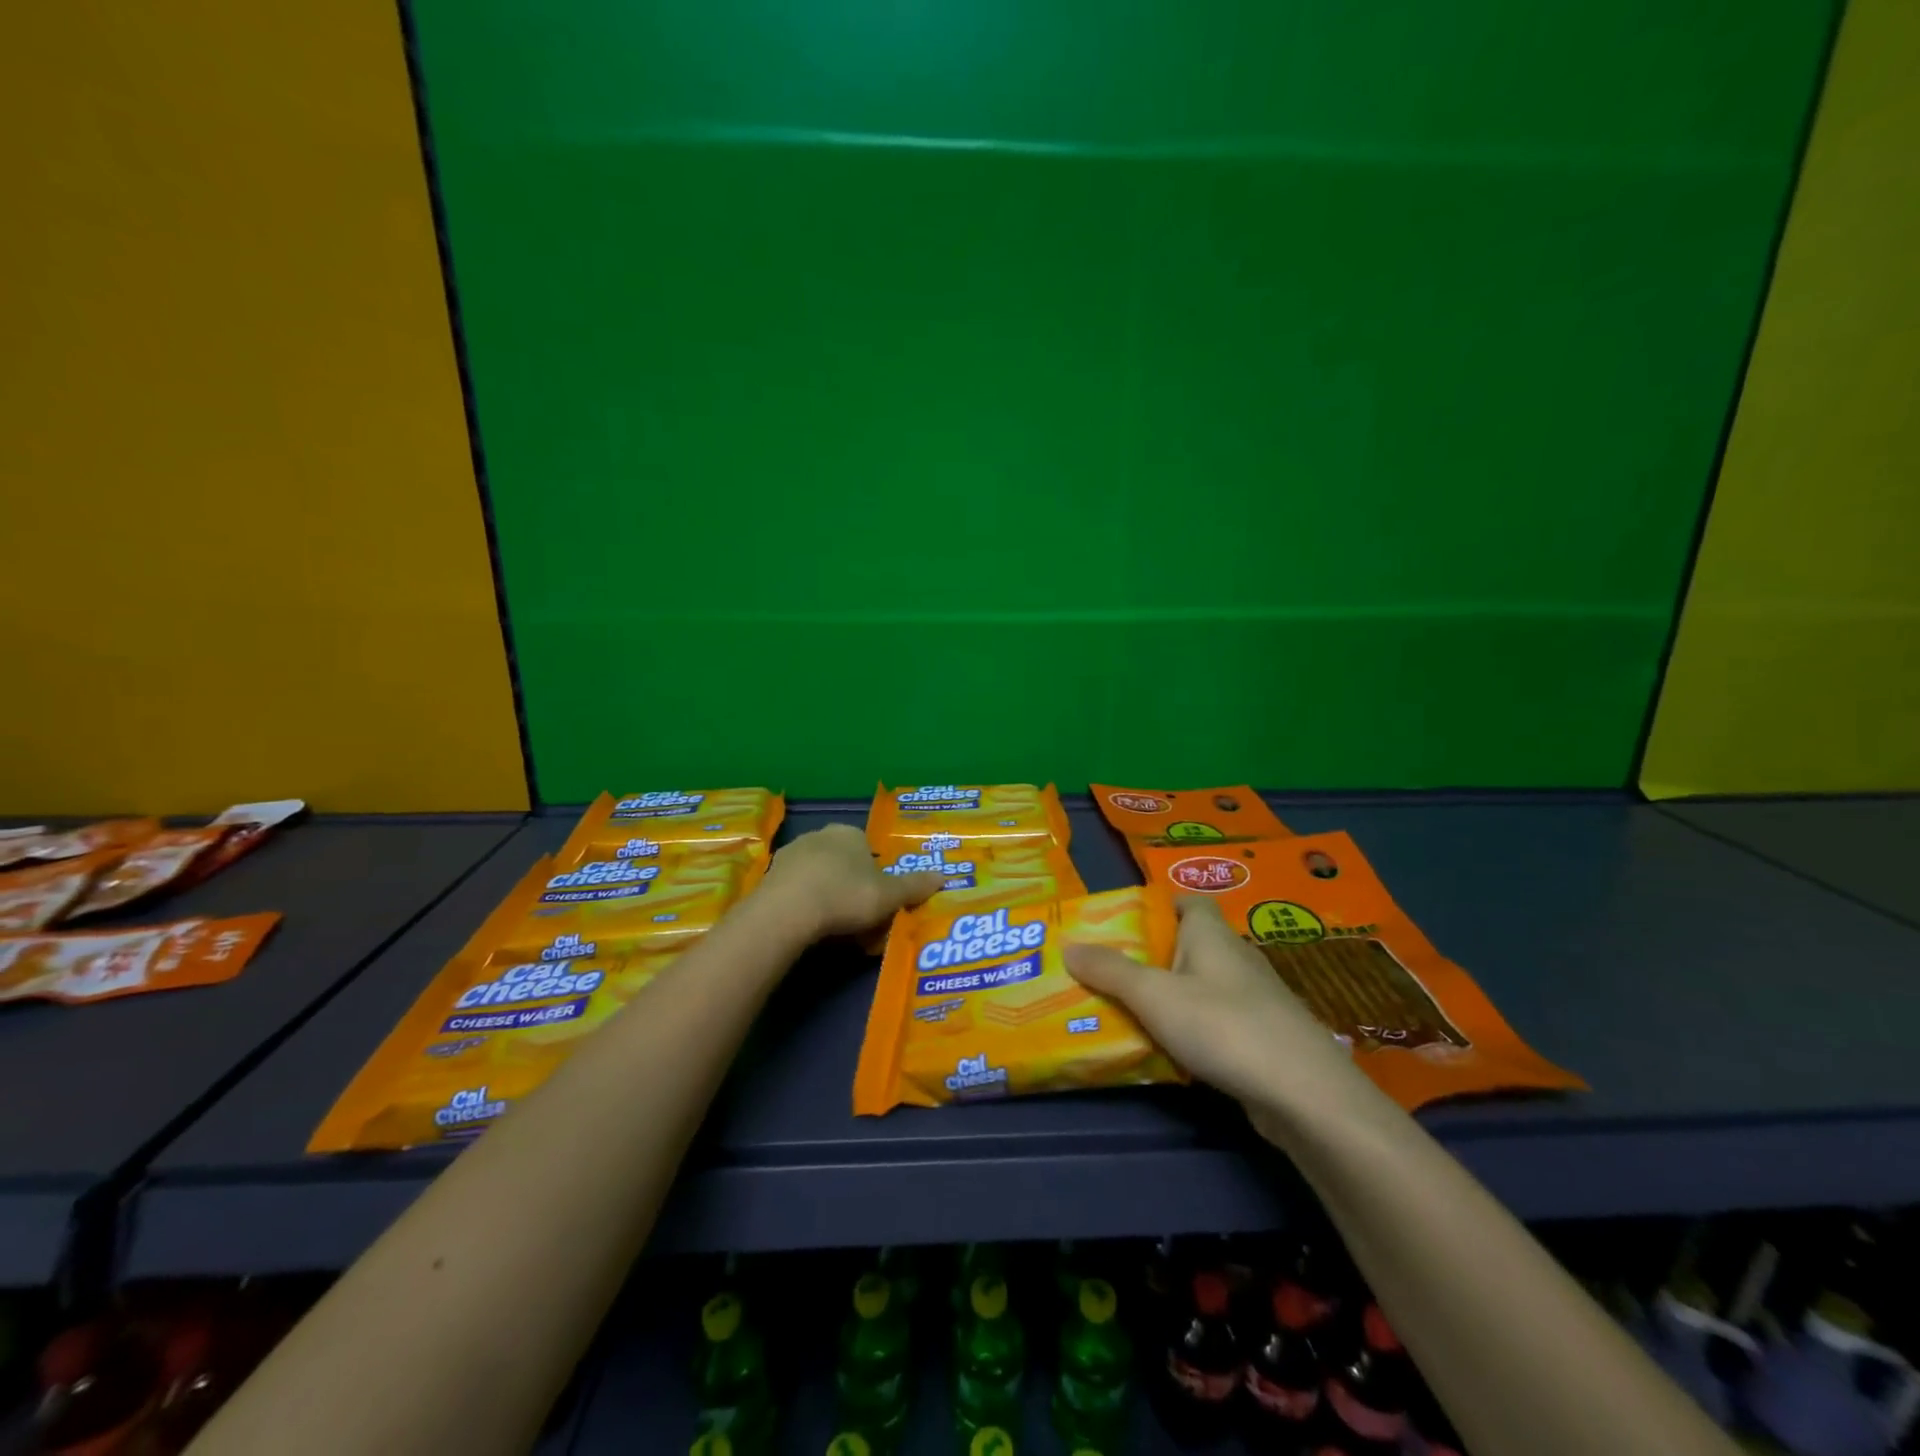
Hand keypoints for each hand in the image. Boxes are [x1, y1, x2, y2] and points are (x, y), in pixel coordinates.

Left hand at [759, 824, 944, 940]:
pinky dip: (806, 908)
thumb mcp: (889, 895)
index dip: (877, 879)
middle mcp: (820, 835)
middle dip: (852, 890)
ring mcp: (791, 854)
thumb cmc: (847, 895)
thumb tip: (944, 876)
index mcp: (850, 834)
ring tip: (835, 931)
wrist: (788, 911)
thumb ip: (915, 886)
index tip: (879, 904)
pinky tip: (810, 929)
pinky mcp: (770, 877)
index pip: (869, 852)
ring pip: (819, 878)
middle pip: (844, 864)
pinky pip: (797, 892)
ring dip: (828, 899)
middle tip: (860, 921)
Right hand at [1064, 896, 1378, 1125]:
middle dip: (1149, 956)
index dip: (1156, 907)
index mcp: (1211, 933)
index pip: (1187, 901)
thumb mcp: (1154, 996)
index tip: (1120, 926)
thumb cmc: (1223, 1026)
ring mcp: (1252, 999)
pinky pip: (1213, 1020)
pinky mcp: (1260, 1036)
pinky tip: (1164, 1049)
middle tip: (1105, 972)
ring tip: (1123, 1010)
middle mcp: (1233, 957)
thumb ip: (1110, 971)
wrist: (1304, 1095)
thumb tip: (1068, 945)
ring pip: (1199, 986)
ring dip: (1166, 996)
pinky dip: (1188, 1028)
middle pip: (1186, 945)